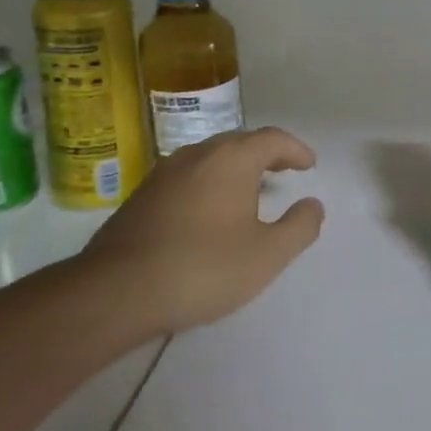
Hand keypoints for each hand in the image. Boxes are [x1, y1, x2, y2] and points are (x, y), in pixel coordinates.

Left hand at [71, 126, 324, 336]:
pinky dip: (209, 183)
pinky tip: (209, 213)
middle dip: (265, 154)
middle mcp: (197, 155)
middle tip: (284, 171)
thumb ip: (299, 227)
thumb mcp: (267, 255)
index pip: (272, 139)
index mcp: (231, 159)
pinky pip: (187, 177)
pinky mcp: (141, 196)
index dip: (295, 150)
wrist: (117, 291)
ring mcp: (163, 173)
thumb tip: (313, 205)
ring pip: (210, 158)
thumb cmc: (203, 268)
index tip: (309, 165)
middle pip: (239, 142)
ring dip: (235, 168)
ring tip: (250, 191)